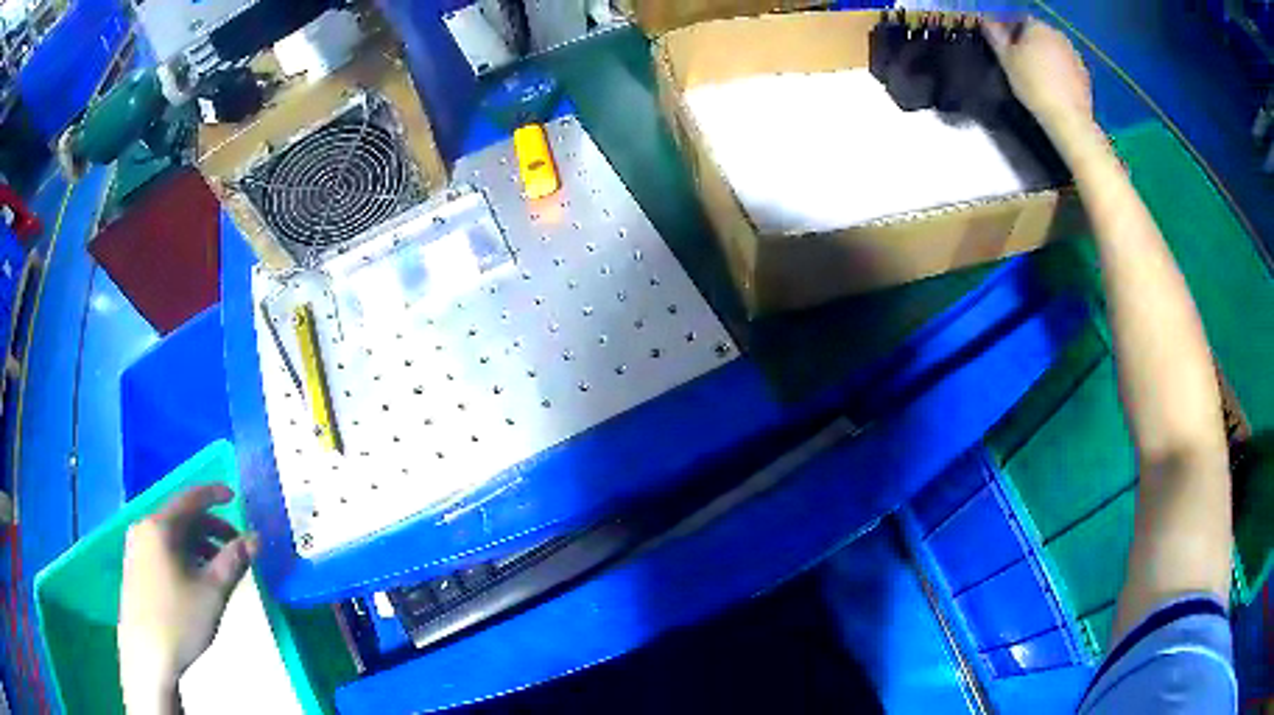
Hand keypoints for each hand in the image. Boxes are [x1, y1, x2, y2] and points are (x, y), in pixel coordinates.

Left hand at [119, 485, 257, 712]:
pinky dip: (183, 556)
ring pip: (172, 537)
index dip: (214, 495)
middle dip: (210, 528)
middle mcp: (144, 529)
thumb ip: (233, 561)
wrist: (147, 656)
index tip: (234, 496)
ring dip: (199, 546)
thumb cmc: (179, 620)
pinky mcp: (135, 568)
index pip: (190, 498)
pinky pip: (162, 550)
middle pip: (181, 518)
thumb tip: (255, 538)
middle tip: (236, 546)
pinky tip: (196, 580)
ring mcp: (136, 548)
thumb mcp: (212, 592)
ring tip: (220, 569)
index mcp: (160, 526)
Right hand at [984, 18, 1096, 147]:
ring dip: (1045, 58)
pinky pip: (1067, 67)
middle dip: (1029, 43)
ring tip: (1038, 78)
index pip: (1018, 19)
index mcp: (1037, 26)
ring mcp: (1074, 55)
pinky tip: (1054, 88)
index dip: (1009, 31)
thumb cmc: (1034, 86)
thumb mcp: (1006, 60)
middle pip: (1038, 33)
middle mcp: (1058, 35)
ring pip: (1054, 50)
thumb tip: (987, 20)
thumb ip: (996, 36)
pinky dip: (1060, 73)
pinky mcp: (1085, 75)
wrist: (1069, 120)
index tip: (1005, 47)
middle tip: (1020, 63)